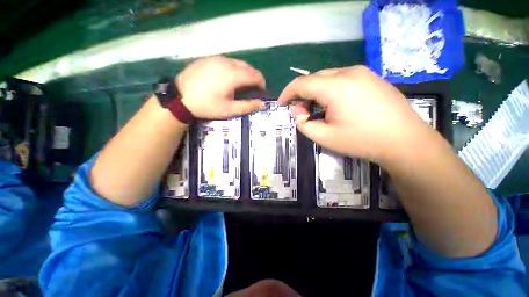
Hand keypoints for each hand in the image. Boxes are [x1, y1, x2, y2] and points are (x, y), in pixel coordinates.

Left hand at [178, 56, 265, 118]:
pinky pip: (227, 61)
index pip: (254, 75)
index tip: (262, 91)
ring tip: (242, 84)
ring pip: (237, 63)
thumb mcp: (229, 110)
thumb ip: (248, 106)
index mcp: (233, 75)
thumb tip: (262, 104)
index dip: (261, 82)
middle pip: (247, 67)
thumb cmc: (207, 106)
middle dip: (254, 77)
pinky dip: (233, 69)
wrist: (180, 98)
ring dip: (244, 72)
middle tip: (253, 89)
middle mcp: (226, 62)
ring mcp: (216, 58)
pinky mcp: (208, 58)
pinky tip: (229, 78)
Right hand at [278, 66, 435, 163]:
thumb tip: (298, 111)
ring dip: (316, 91)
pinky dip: (329, 89)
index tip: (281, 103)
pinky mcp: (371, 77)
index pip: (301, 83)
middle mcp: (348, 72)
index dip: (287, 92)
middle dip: (302, 94)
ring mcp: (362, 72)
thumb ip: (303, 124)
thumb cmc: (361, 140)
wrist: (404, 140)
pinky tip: (334, 104)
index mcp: (335, 86)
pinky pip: (341, 79)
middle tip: (301, 112)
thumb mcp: (324, 137)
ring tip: (317, 109)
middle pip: (314, 78)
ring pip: (327, 77)